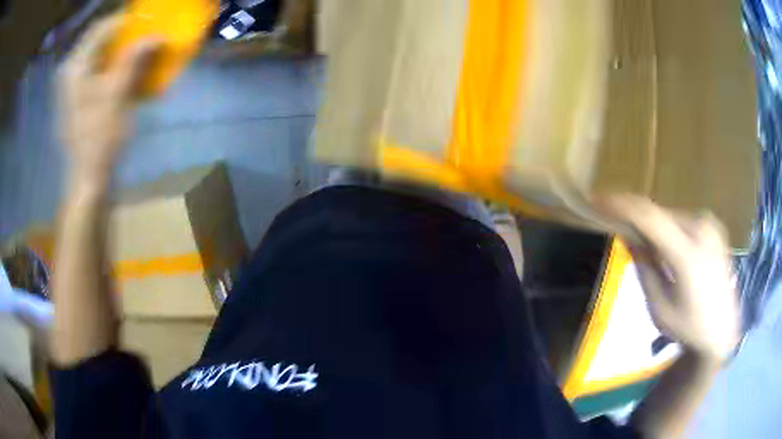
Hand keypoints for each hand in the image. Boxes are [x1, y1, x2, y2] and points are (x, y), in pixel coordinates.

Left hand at [57, 14, 159, 182]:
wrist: (88, 178)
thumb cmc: (99, 139)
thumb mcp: (117, 96)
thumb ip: (134, 60)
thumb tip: (156, 35)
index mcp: (75, 67)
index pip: (101, 28)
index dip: (125, 20)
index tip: (148, 19)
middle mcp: (70, 71)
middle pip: (98, 38)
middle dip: (122, 32)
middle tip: (144, 32)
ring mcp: (71, 84)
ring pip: (98, 52)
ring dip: (118, 47)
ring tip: (138, 48)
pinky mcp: (76, 96)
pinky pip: (96, 68)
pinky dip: (112, 62)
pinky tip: (125, 67)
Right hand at [599, 195, 740, 362]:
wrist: (722, 331)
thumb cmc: (688, 328)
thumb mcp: (659, 308)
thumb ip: (644, 268)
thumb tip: (628, 235)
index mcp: (688, 255)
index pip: (650, 217)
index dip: (622, 205)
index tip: (598, 201)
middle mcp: (702, 230)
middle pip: (659, 214)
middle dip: (637, 220)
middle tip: (620, 231)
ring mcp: (711, 226)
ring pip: (671, 216)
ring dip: (654, 227)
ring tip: (649, 250)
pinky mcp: (715, 227)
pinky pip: (683, 221)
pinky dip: (669, 230)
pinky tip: (669, 251)